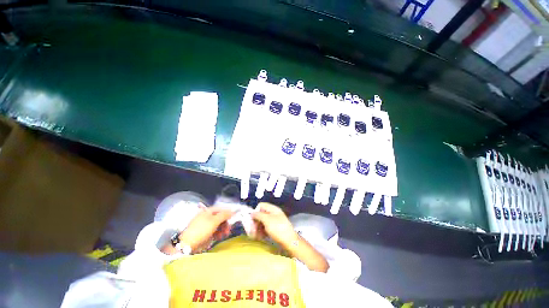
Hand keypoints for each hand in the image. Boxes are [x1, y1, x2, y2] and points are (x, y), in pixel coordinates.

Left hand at [178, 207, 234, 252]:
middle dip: (225, 223)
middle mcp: (207, 217)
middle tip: (228, 229)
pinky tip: (219, 237)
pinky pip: (214, 231)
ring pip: (217, 225)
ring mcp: (205, 225)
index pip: (220, 209)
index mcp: (208, 211)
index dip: (227, 213)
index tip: (233, 218)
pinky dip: (218, 233)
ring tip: (224, 235)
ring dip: (222, 229)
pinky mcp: (204, 233)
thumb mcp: (214, 221)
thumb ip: (224, 215)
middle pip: (220, 217)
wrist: (187, 244)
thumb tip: (232, 211)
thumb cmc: (201, 230)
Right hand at [251, 203, 297, 248]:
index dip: (255, 211)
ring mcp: (274, 221)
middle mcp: (273, 213)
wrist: (290, 241)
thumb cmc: (278, 228)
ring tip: (255, 236)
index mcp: (273, 209)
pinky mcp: (275, 229)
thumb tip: (252, 213)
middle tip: (251, 230)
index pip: (261, 205)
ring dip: (257, 228)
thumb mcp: (267, 220)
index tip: (252, 219)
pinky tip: (260, 237)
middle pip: (261, 214)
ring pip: (263, 222)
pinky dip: (262, 232)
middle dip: (255, 222)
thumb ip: (258, 215)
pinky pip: (266, 228)